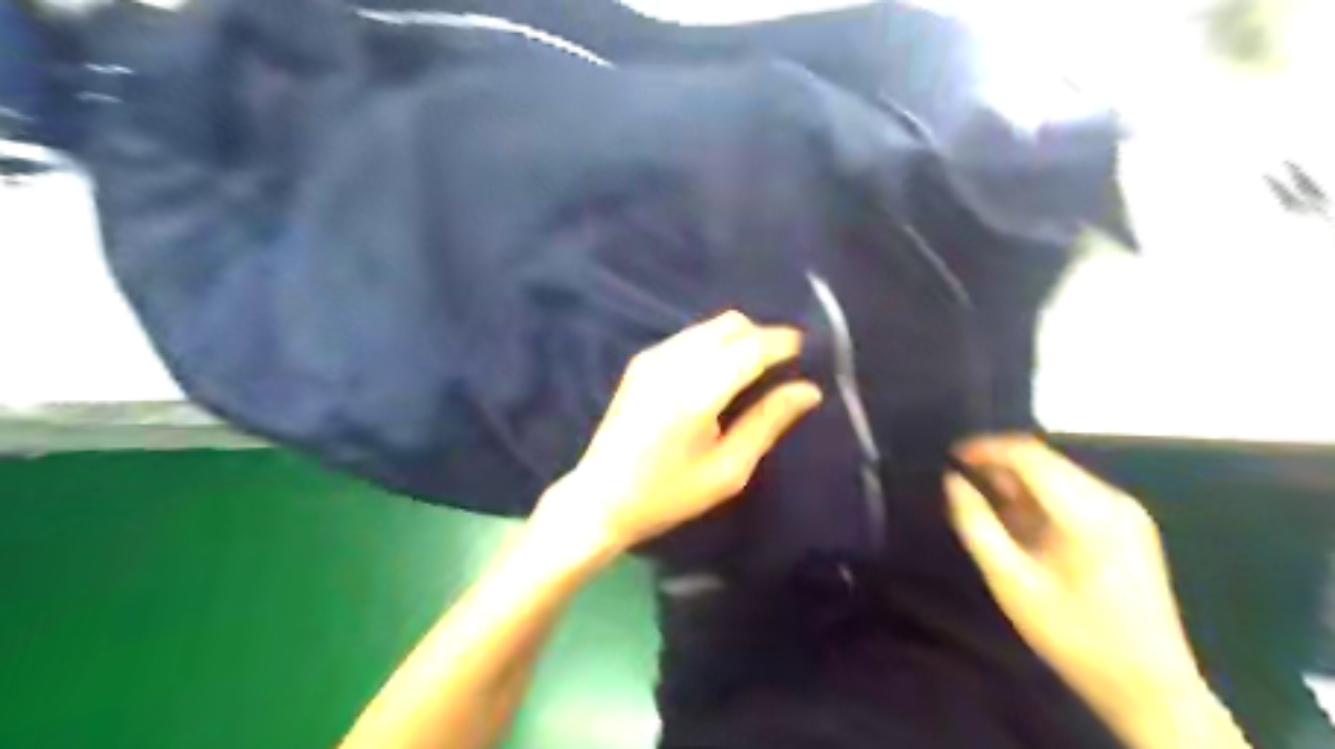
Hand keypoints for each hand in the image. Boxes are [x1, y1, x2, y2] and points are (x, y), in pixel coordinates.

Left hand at [535, 311, 824, 555]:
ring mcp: (653, 357)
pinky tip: (719, 376)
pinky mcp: (642, 361)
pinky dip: (715, 344)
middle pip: (732, 324)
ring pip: (711, 326)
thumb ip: (768, 422)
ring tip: (754, 373)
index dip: (784, 344)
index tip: (809, 352)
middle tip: (781, 369)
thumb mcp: (728, 470)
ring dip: (739, 339)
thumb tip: (808, 390)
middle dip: (762, 337)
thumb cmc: (667, 494)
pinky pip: (691, 336)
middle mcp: (673, 363)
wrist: (600, 497)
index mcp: (696, 393)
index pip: (751, 348)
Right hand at [950, 435, 1240, 746]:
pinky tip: (1019, 522)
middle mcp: (1112, 501)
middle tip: (963, 484)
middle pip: (1045, 461)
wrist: (1150, 686)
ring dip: (1017, 482)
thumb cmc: (1074, 636)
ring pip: (1057, 475)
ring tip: (985, 504)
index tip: (952, 456)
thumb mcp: (1012, 584)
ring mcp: (1125, 512)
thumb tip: (954, 481)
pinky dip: (1038, 498)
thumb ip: (977, 526)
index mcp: (1089, 514)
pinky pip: (1071, 493)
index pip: (1030, 456)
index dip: (987, 448)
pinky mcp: (1126, 525)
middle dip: (999, 465)